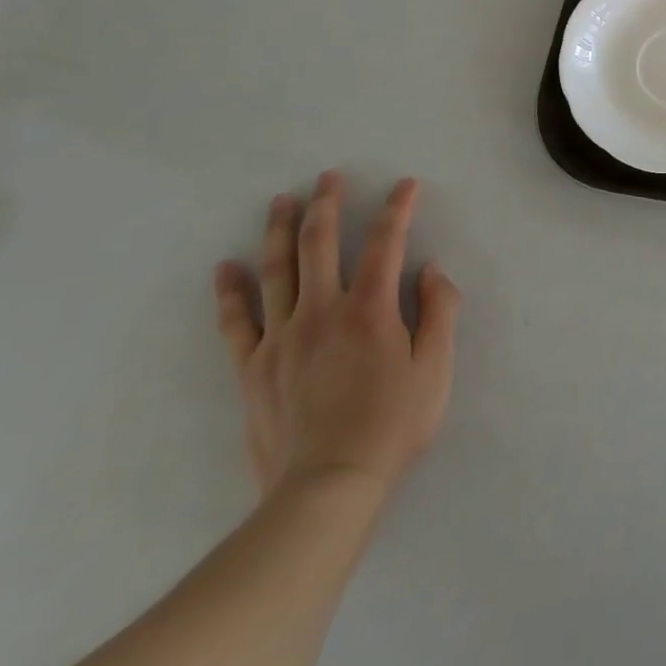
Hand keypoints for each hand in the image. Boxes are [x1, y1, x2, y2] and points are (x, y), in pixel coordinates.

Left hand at [214, 172, 460, 503]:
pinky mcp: (252, 367)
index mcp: (370, 309)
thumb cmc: (391, 425)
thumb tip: (430, 269)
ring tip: (282, 201)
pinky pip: (236, 321)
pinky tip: (225, 268)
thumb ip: (440, 312)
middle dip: (327, 204)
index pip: (386, 242)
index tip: (405, 185)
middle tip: (328, 176)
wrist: (327, 489)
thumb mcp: (436, 369)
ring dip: (280, 230)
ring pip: (277, 270)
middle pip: (320, 244)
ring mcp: (281, 338)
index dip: (397, 209)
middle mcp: (322, 311)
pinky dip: (230, 292)